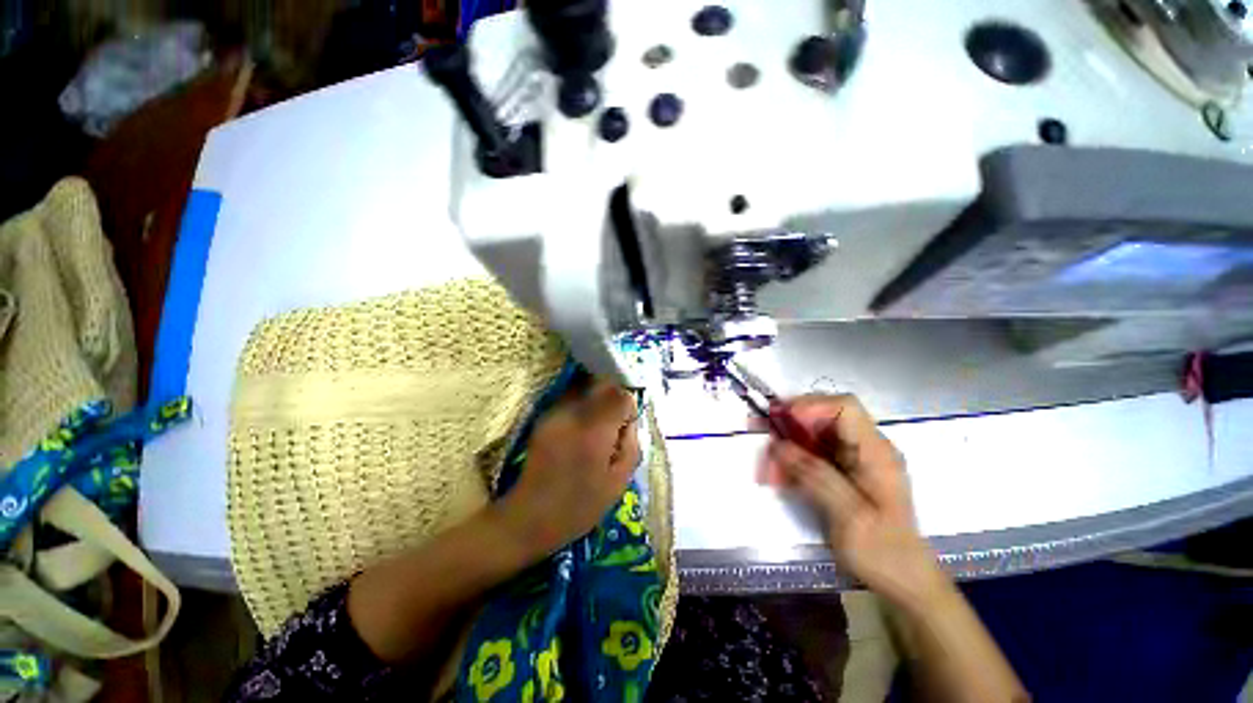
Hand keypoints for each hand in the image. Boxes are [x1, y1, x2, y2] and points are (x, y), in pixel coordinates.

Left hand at [497, 377, 639, 558]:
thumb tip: (631, 419)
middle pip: (602, 385)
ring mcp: (555, 413)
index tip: (626, 424)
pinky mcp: (544, 418)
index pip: (620, 396)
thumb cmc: (579, 506)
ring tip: (596, 429)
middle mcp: (573, 415)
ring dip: (596, 401)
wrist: (529, 517)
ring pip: (586, 389)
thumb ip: (631, 444)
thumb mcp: (618, 482)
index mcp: (595, 432)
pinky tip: (579, 433)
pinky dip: (581, 408)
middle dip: (613, 398)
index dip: (629, 406)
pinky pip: (570, 400)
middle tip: (614, 423)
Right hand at [760, 394, 945, 609]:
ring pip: (813, 437)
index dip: (810, 406)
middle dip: (789, 426)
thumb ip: (814, 475)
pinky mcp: (844, 473)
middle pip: (823, 419)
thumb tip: (779, 445)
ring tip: (766, 469)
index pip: (844, 408)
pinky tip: (779, 478)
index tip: (781, 420)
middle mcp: (865, 449)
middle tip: (759, 434)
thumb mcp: (848, 515)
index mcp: (875, 452)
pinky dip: (793, 462)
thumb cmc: (882, 551)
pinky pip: (812, 456)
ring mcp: (855, 460)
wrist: (904, 582)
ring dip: (786, 447)